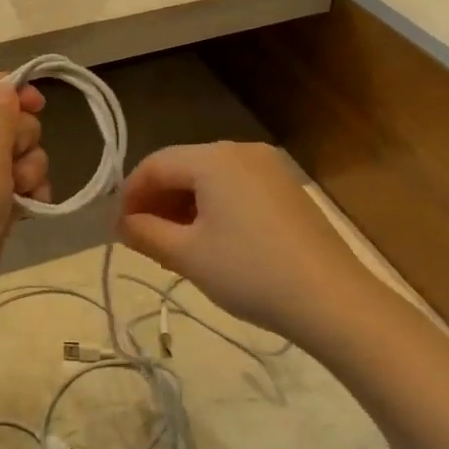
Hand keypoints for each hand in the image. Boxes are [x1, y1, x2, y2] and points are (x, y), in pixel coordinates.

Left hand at [0, 73, 49, 325]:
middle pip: (4, 121)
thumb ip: (0, 113)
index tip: (40, 103)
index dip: (9, 86)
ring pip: (16, 159)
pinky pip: (16, 192)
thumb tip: (5, 87)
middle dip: (26, 136)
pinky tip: (33, 211)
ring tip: (24, 193)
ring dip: (32, 169)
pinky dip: (28, 196)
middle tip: (17, 159)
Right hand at [116, 142, 375, 345]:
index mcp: (213, 158)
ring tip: (172, 243)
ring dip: (184, 205)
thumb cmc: (249, 271)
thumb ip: (146, 233)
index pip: (155, 164)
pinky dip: (214, 207)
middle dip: (157, 200)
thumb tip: (122, 224)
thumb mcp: (188, 255)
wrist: (331, 298)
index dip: (130, 194)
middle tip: (140, 238)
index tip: (117, 229)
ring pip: (210, 178)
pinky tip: (210, 240)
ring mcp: (269, 167)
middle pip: (183, 166)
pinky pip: (236, 188)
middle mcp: (241, 150)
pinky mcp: (287, 188)